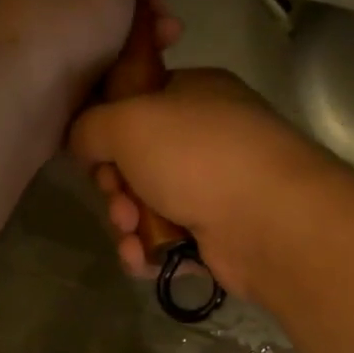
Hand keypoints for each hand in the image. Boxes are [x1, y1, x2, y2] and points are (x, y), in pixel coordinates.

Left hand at [0, 0, 173, 106]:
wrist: (19, 98)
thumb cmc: (65, 17)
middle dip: (147, 4)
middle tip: (166, 19)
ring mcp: (51, 45)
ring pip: (111, 37)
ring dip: (144, 41)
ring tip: (165, 47)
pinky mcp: (58, 89)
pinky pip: (103, 76)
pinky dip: (126, 76)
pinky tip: (144, 78)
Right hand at [69, 68, 334, 297]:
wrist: (270, 221)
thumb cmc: (198, 155)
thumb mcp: (127, 122)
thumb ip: (90, 126)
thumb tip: (83, 142)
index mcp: (195, 94)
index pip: (138, 102)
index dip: (108, 127)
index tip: (96, 149)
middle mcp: (208, 137)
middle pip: (136, 161)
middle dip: (115, 185)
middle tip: (117, 197)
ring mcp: (216, 187)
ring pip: (146, 204)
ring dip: (127, 221)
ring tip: (132, 231)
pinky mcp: (218, 234)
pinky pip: (166, 239)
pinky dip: (148, 249)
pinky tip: (142, 258)